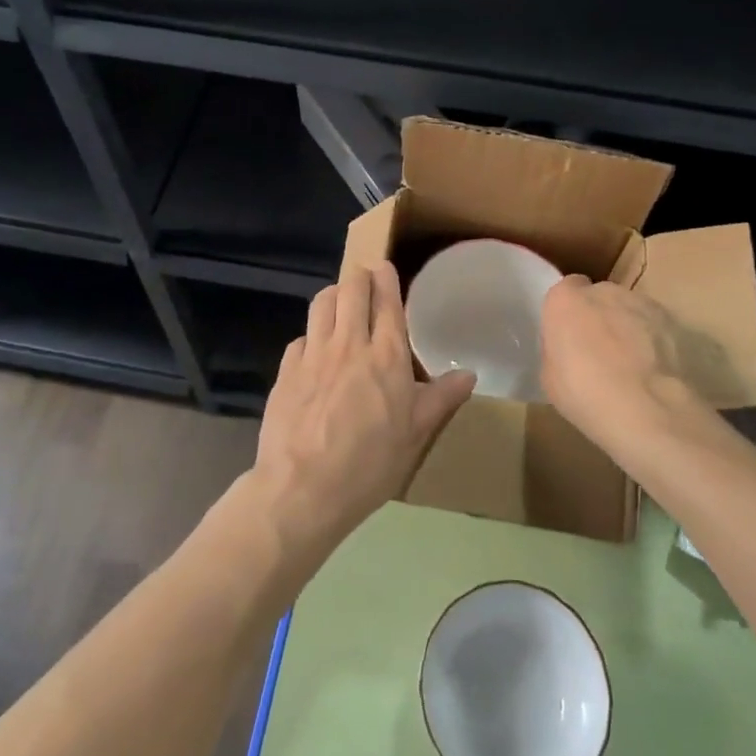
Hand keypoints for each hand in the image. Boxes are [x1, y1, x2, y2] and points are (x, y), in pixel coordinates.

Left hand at [252, 262, 475, 554]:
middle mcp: (349, 344)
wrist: (302, 489)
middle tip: (364, 279)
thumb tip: (469, 373)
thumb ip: (441, 399)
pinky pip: (300, 338)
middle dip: (358, 276)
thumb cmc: (369, 464)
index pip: (386, 301)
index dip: (385, 278)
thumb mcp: (415, 435)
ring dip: (334, 294)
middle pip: (350, 289)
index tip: (384, 266)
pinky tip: (314, 350)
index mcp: (386, 356)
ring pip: (322, 303)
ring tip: (340, 301)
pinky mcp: (286, 370)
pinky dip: (311, 335)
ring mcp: (313, 354)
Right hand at [539, 275, 740, 459]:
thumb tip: (569, 350)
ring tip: (633, 367)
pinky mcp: (674, 321)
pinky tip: (656, 372)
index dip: (569, 312)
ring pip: (631, 310)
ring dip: (629, 328)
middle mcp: (604, 291)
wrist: (647, 408)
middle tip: (599, 353)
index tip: (570, 336)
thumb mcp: (550, 378)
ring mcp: (642, 303)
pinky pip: (657, 327)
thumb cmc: (585, 393)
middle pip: (600, 297)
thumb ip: (558, 351)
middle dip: (600, 317)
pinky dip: (655, 342)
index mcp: (566, 300)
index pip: (566, 290)